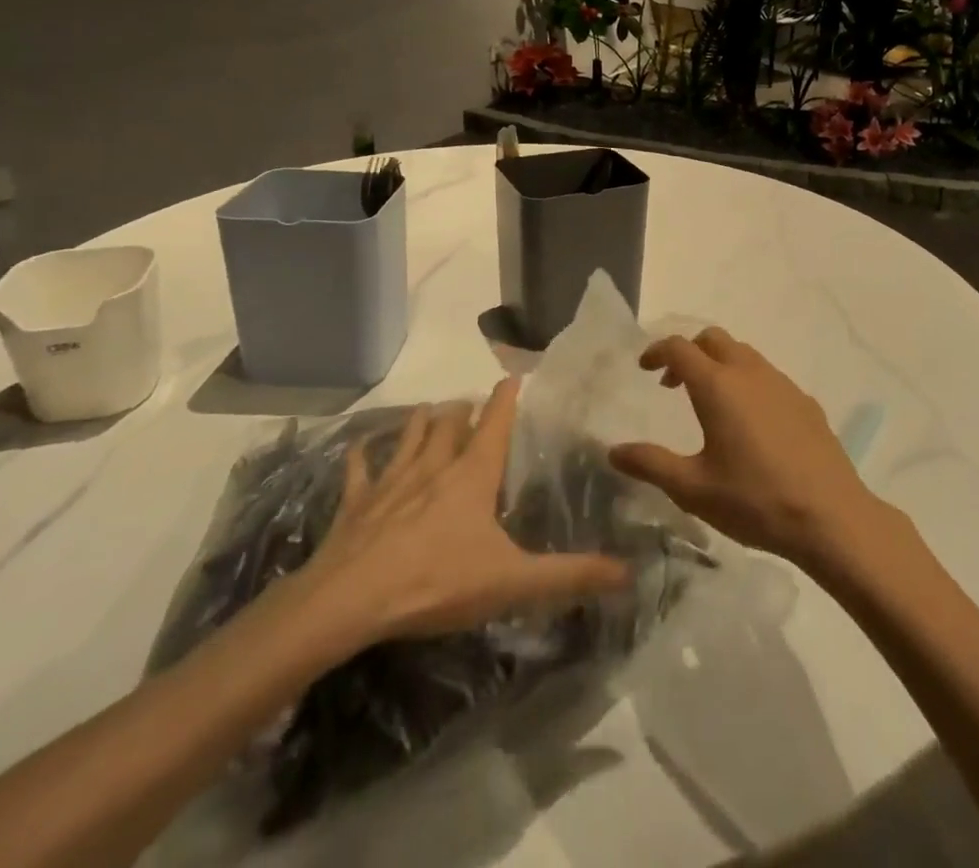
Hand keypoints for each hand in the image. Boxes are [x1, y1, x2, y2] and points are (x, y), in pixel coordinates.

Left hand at [271, 378, 629, 671]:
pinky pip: (360, 470)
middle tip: (470, 405)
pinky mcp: (357, 503)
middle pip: (450, 422)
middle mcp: (434, 465)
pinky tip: (360, 448)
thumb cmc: (437, 582)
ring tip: (429, 411)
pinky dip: (363, 456)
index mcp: (473, 475)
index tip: (512, 376)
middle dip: (462, 410)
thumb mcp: (513, 582)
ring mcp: (392, 481)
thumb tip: (629, 572)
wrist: (350, 602)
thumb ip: (571, 576)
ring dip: (422, 421)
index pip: (495, 421)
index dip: (506, 397)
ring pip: (410, 436)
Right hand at [608, 327, 896, 571]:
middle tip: (673, 383)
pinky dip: (748, 382)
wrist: (831, 517)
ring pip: (744, 354)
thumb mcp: (693, 489)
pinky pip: (768, 376)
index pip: (680, 348)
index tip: (644, 368)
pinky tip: (751, 423)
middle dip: (689, 352)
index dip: (657, 351)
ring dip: (719, 364)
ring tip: (710, 403)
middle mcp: (750, 373)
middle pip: (713, 339)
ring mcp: (782, 384)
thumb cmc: (755, 500)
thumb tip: (613, 451)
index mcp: (718, 386)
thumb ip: (650, 464)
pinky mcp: (805, 401)